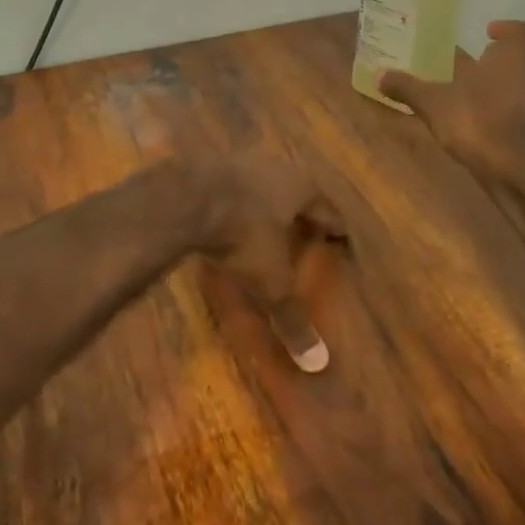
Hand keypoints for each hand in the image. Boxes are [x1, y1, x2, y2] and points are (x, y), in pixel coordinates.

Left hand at [195, 153, 345, 371]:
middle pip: (295, 190)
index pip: (327, 209)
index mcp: (301, 186)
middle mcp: (275, 166)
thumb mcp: (269, 280)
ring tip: (264, 225)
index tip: (340, 240)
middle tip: (304, 232)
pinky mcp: (205, 164)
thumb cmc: (242, 235)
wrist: (184, 199)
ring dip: (263, 203)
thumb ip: (291, 316)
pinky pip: (227, 186)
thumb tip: (319, 363)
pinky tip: (225, 217)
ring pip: (260, 184)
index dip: (334, 228)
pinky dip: (231, 202)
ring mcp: (238, 161)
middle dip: (298, 212)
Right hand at [380, 20, 524, 184]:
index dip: (505, 29)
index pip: (519, 30)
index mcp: (513, 53)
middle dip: (504, 56)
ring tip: (479, 87)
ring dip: (508, 79)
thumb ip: (408, 87)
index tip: (488, 33)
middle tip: (479, 60)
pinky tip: (486, 113)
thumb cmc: (475, 119)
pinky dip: (510, 103)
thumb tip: (380, 75)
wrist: (512, 166)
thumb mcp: (432, 102)